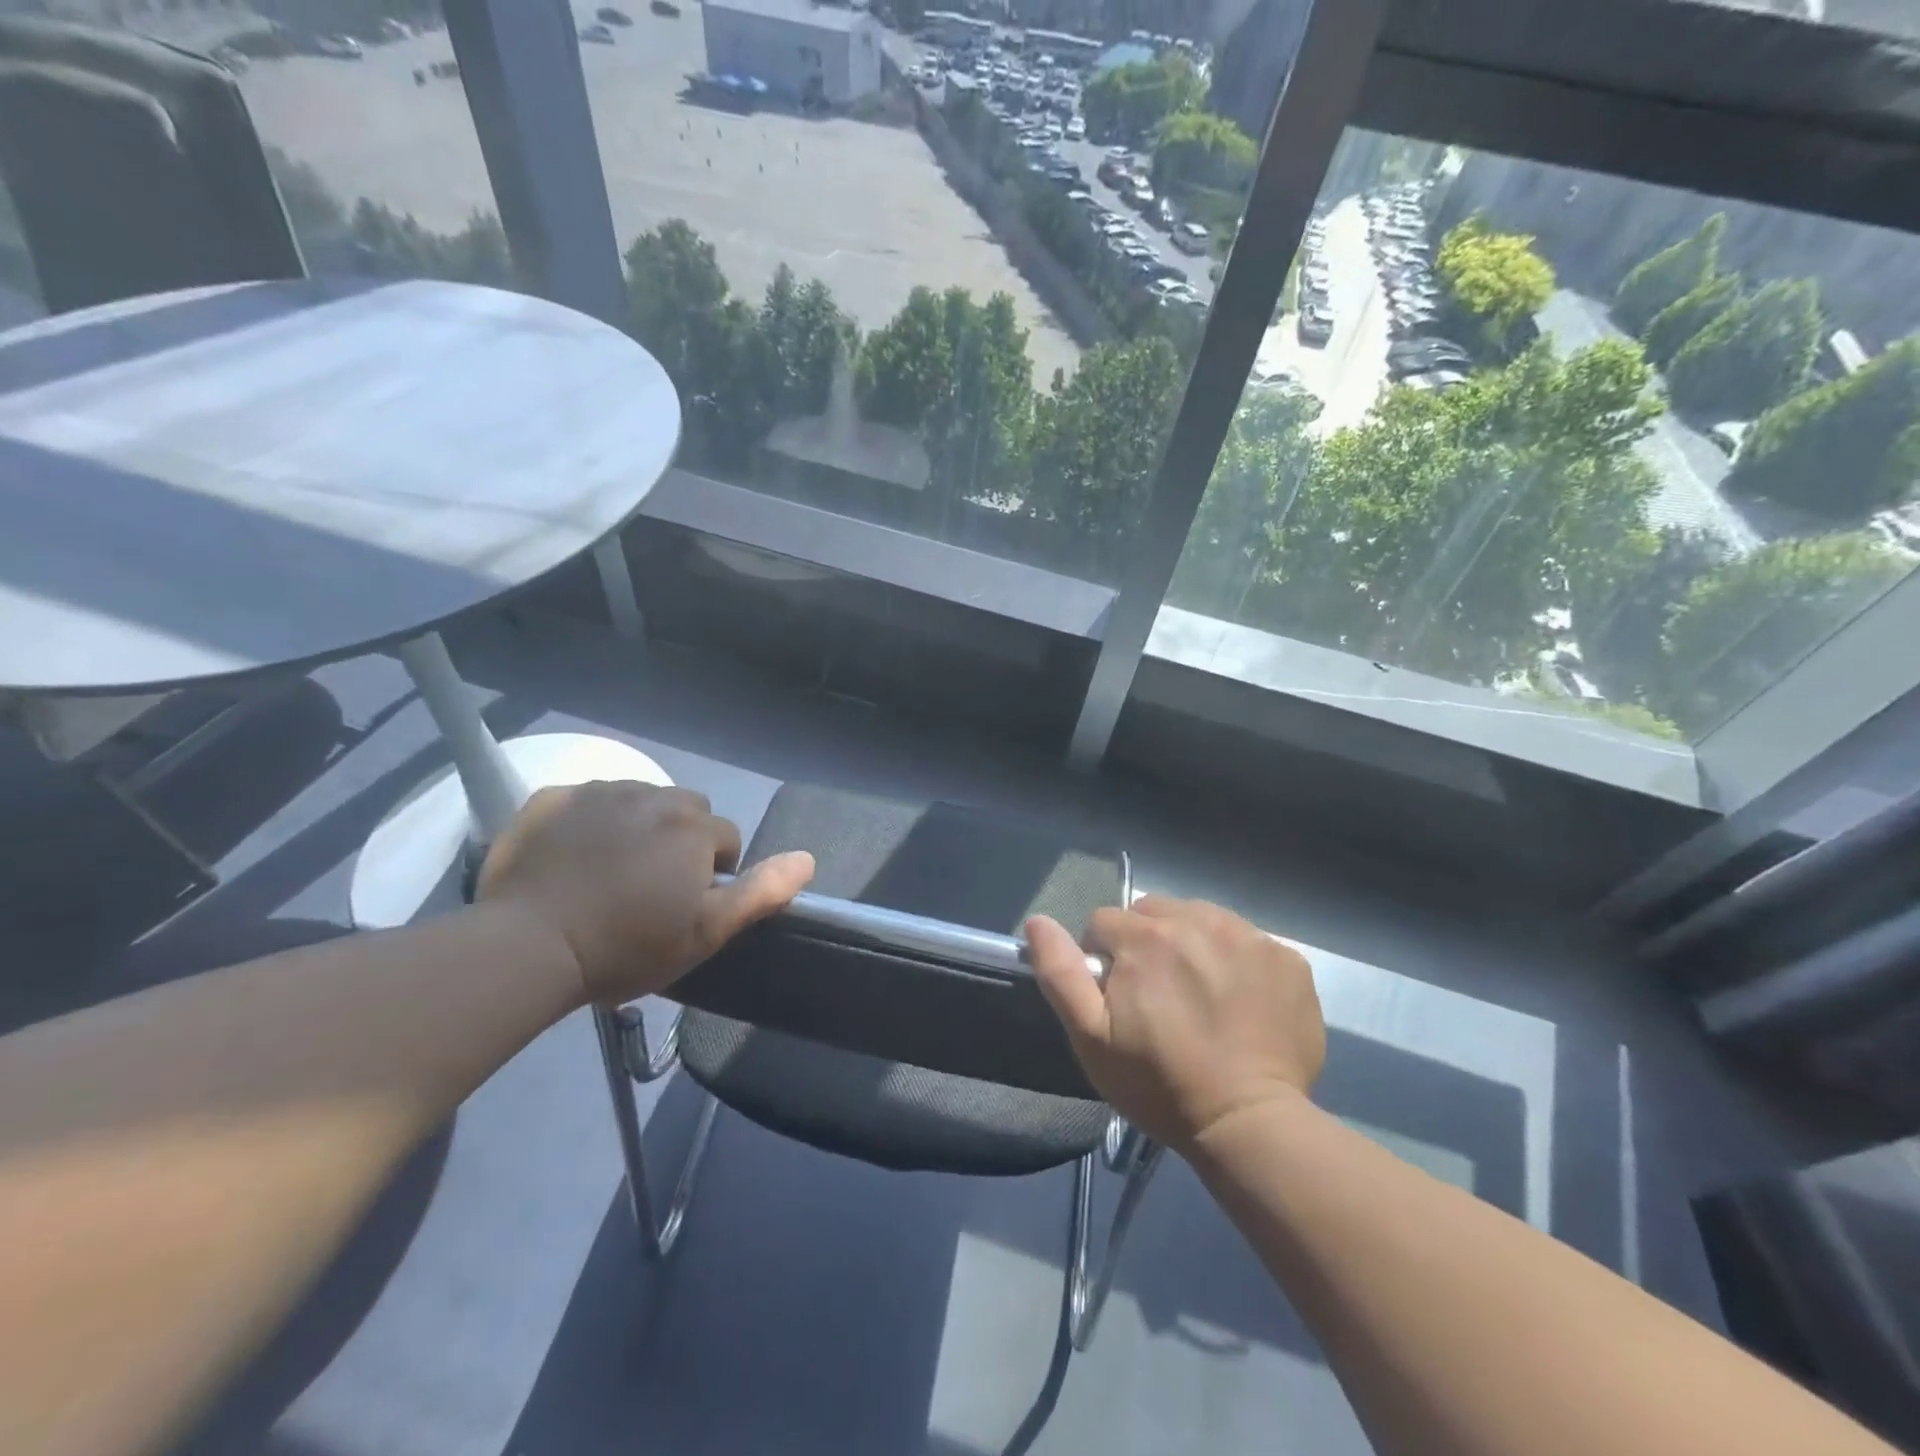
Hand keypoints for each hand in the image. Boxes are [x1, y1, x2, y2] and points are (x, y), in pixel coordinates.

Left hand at [476, 781, 814, 1005]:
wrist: (529, 947)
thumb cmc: (626, 946)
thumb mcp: (706, 931)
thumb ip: (762, 892)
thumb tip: (808, 859)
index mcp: (693, 828)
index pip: (726, 838)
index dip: (713, 873)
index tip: (684, 906)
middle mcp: (654, 796)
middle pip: (685, 811)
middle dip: (679, 841)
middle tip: (649, 887)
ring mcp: (600, 792)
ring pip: (639, 801)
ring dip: (637, 826)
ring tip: (609, 871)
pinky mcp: (554, 798)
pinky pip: (588, 800)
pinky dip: (590, 821)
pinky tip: (572, 856)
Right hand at [1026, 895, 1323, 1151]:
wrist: (1249, 1124)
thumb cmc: (1159, 1083)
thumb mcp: (1091, 1037)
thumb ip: (1060, 972)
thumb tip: (1038, 921)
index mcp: (1145, 937)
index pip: (1106, 922)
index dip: (1104, 958)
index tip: (1118, 998)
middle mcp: (1198, 921)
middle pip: (1155, 912)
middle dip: (1147, 943)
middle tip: (1159, 997)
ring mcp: (1249, 937)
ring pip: (1202, 919)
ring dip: (1192, 945)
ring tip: (1200, 997)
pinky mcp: (1287, 959)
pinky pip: (1247, 942)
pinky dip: (1237, 962)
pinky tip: (1239, 1002)